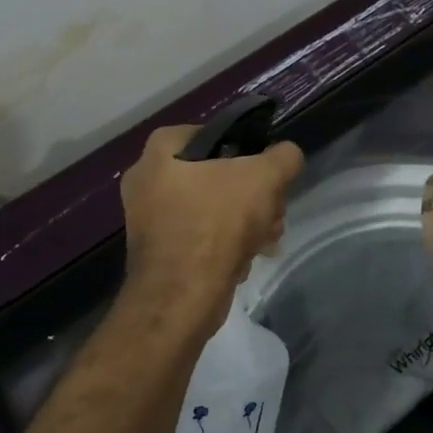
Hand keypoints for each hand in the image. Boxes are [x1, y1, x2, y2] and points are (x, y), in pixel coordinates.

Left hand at [119, 124, 304, 341]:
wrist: (180, 298)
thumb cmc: (217, 223)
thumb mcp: (265, 178)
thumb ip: (284, 157)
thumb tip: (287, 156)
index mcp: (160, 150)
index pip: (215, 134)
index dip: (248, 152)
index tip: (268, 175)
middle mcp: (146, 179)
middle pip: (216, 175)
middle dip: (253, 196)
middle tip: (273, 214)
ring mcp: (147, 218)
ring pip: (211, 208)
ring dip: (244, 223)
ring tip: (266, 241)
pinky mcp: (156, 252)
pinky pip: (198, 236)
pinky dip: (222, 246)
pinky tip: (243, 261)